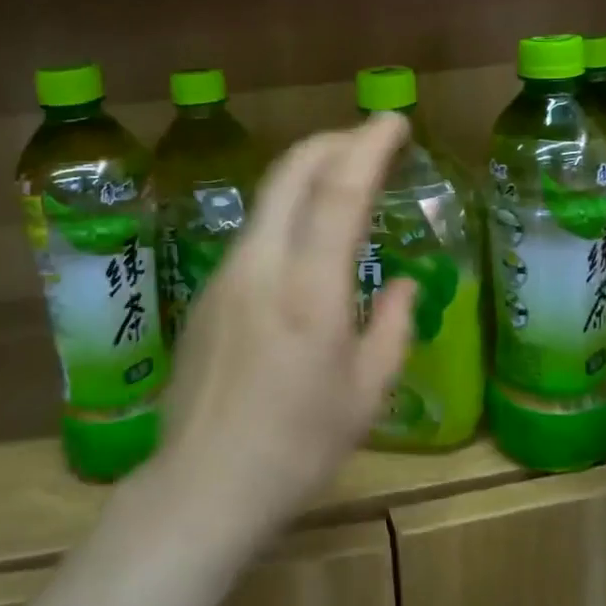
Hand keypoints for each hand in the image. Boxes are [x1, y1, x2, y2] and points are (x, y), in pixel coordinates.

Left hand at [153, 114, 416, 542]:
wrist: (203, 485)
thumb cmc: (297, 446)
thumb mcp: (367, 393)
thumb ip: (392, 327)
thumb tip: (402, 285)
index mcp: (309, 288)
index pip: (339, 191)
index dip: (368, 146)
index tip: (393, 120)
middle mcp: (261, 265)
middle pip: (291, 172)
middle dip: (332, 141)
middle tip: (368, 139)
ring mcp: (226, 274)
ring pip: (269, 198)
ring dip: (308, 174)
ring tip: (343, 181)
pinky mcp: (208, 291)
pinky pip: (255, 232)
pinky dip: (288, 212)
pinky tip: (306, 240)